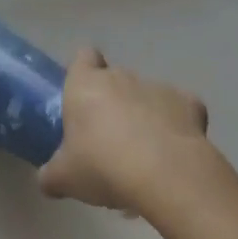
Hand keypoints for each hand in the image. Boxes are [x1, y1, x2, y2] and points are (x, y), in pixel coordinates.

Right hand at [38, 49, 211, 212]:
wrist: (166, 175)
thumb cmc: (103, 166)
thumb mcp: (65, 178)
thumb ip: (51, 175)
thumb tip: (47, 181)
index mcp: (84, 85)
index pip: (83, 57)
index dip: (83, 71)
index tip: (82, 96)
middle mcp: (120, 77)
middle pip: (114, 78)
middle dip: (112, 101)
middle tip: (109, 138)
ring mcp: (157, 88)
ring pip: (146, 95)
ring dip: (143, 115)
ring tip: (145, 154)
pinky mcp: (190, 104)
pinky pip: (180, 110)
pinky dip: (177, 125)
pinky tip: (175, 151)